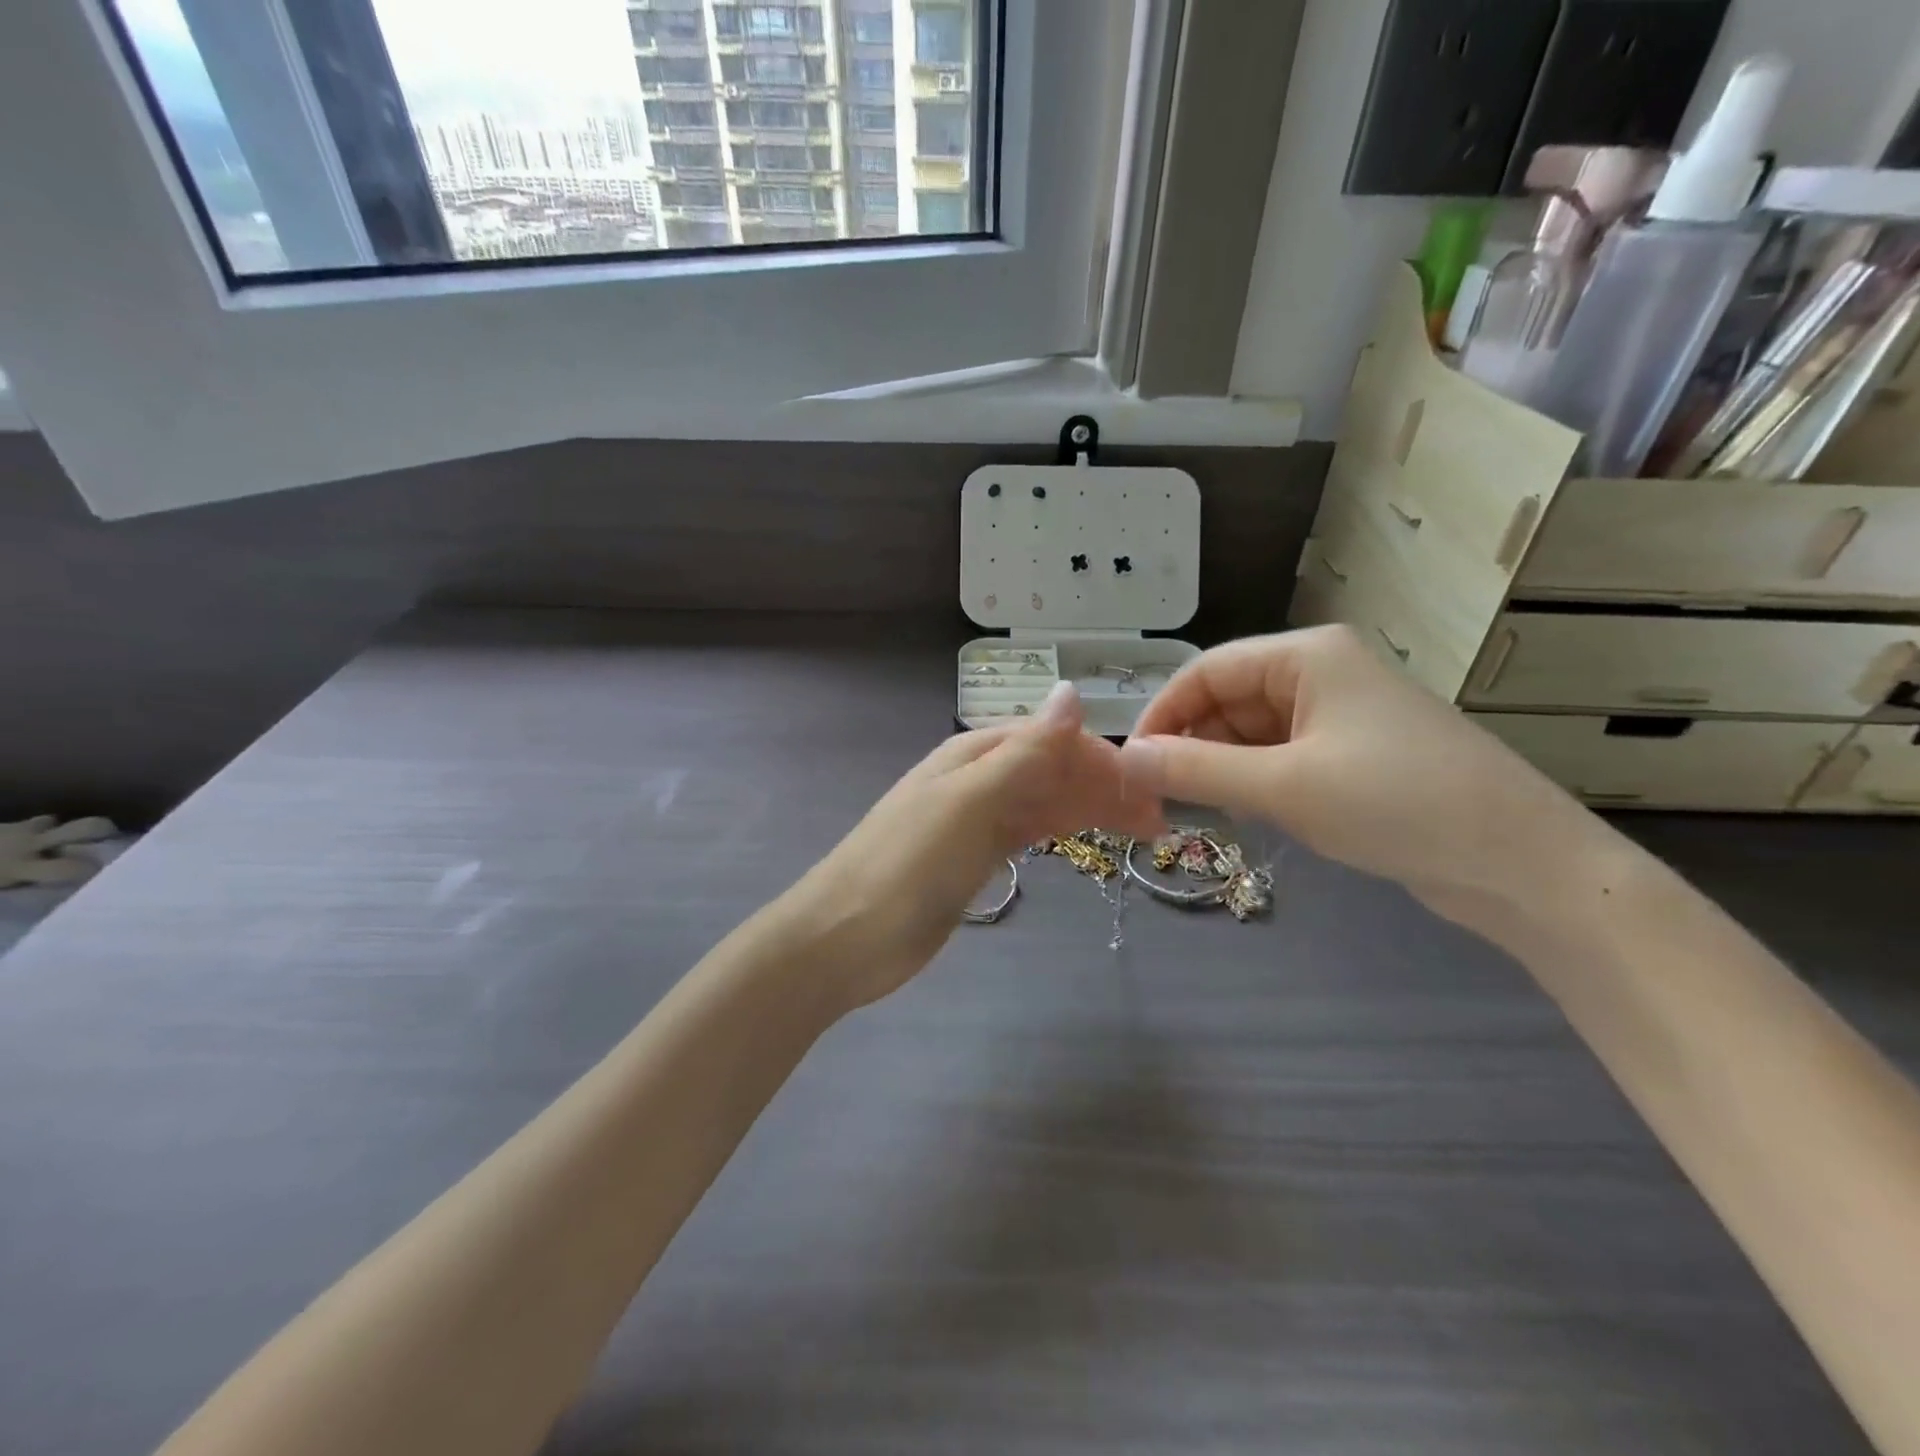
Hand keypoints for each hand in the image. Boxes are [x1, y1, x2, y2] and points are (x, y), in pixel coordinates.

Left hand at [791, 684, 1163, 1007]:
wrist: (847, 936)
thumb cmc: (909, 863)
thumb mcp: (971, 802)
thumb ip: (1026, 752)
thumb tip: (1072, 691)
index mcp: (974, 753)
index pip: (1050, 739)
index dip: (1101, 757)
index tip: (1150, 786)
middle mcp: (977, 778)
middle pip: (1051, 769)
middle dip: (1103, 786)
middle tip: (1158, 820)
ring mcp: (974, 819)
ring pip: (1043, 801)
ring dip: (1089, 808)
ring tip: (1141, 831)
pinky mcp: (974, 858)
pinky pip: (1027, 831)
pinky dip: (1059, 830)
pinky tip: (1085, 836)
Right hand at [1118, 625, 1600, 924]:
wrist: (1522, 865)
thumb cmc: (1397, 804)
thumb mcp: (1284, 786)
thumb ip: (1196, 769)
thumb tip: (1125, 759)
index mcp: (1307, 656)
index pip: (1207, 671)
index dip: (1162, 713)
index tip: (1130, 763)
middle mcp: (1322, 674)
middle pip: (1229, 699)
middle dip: (1191, 744)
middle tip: (1158, 797)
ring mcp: (1341, 717)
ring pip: (1253, 732)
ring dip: (1220, 767)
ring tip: (1197, 809)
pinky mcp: (1355, 757)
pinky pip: (1282, 758)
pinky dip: (1254, 782)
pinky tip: (1244, 813)